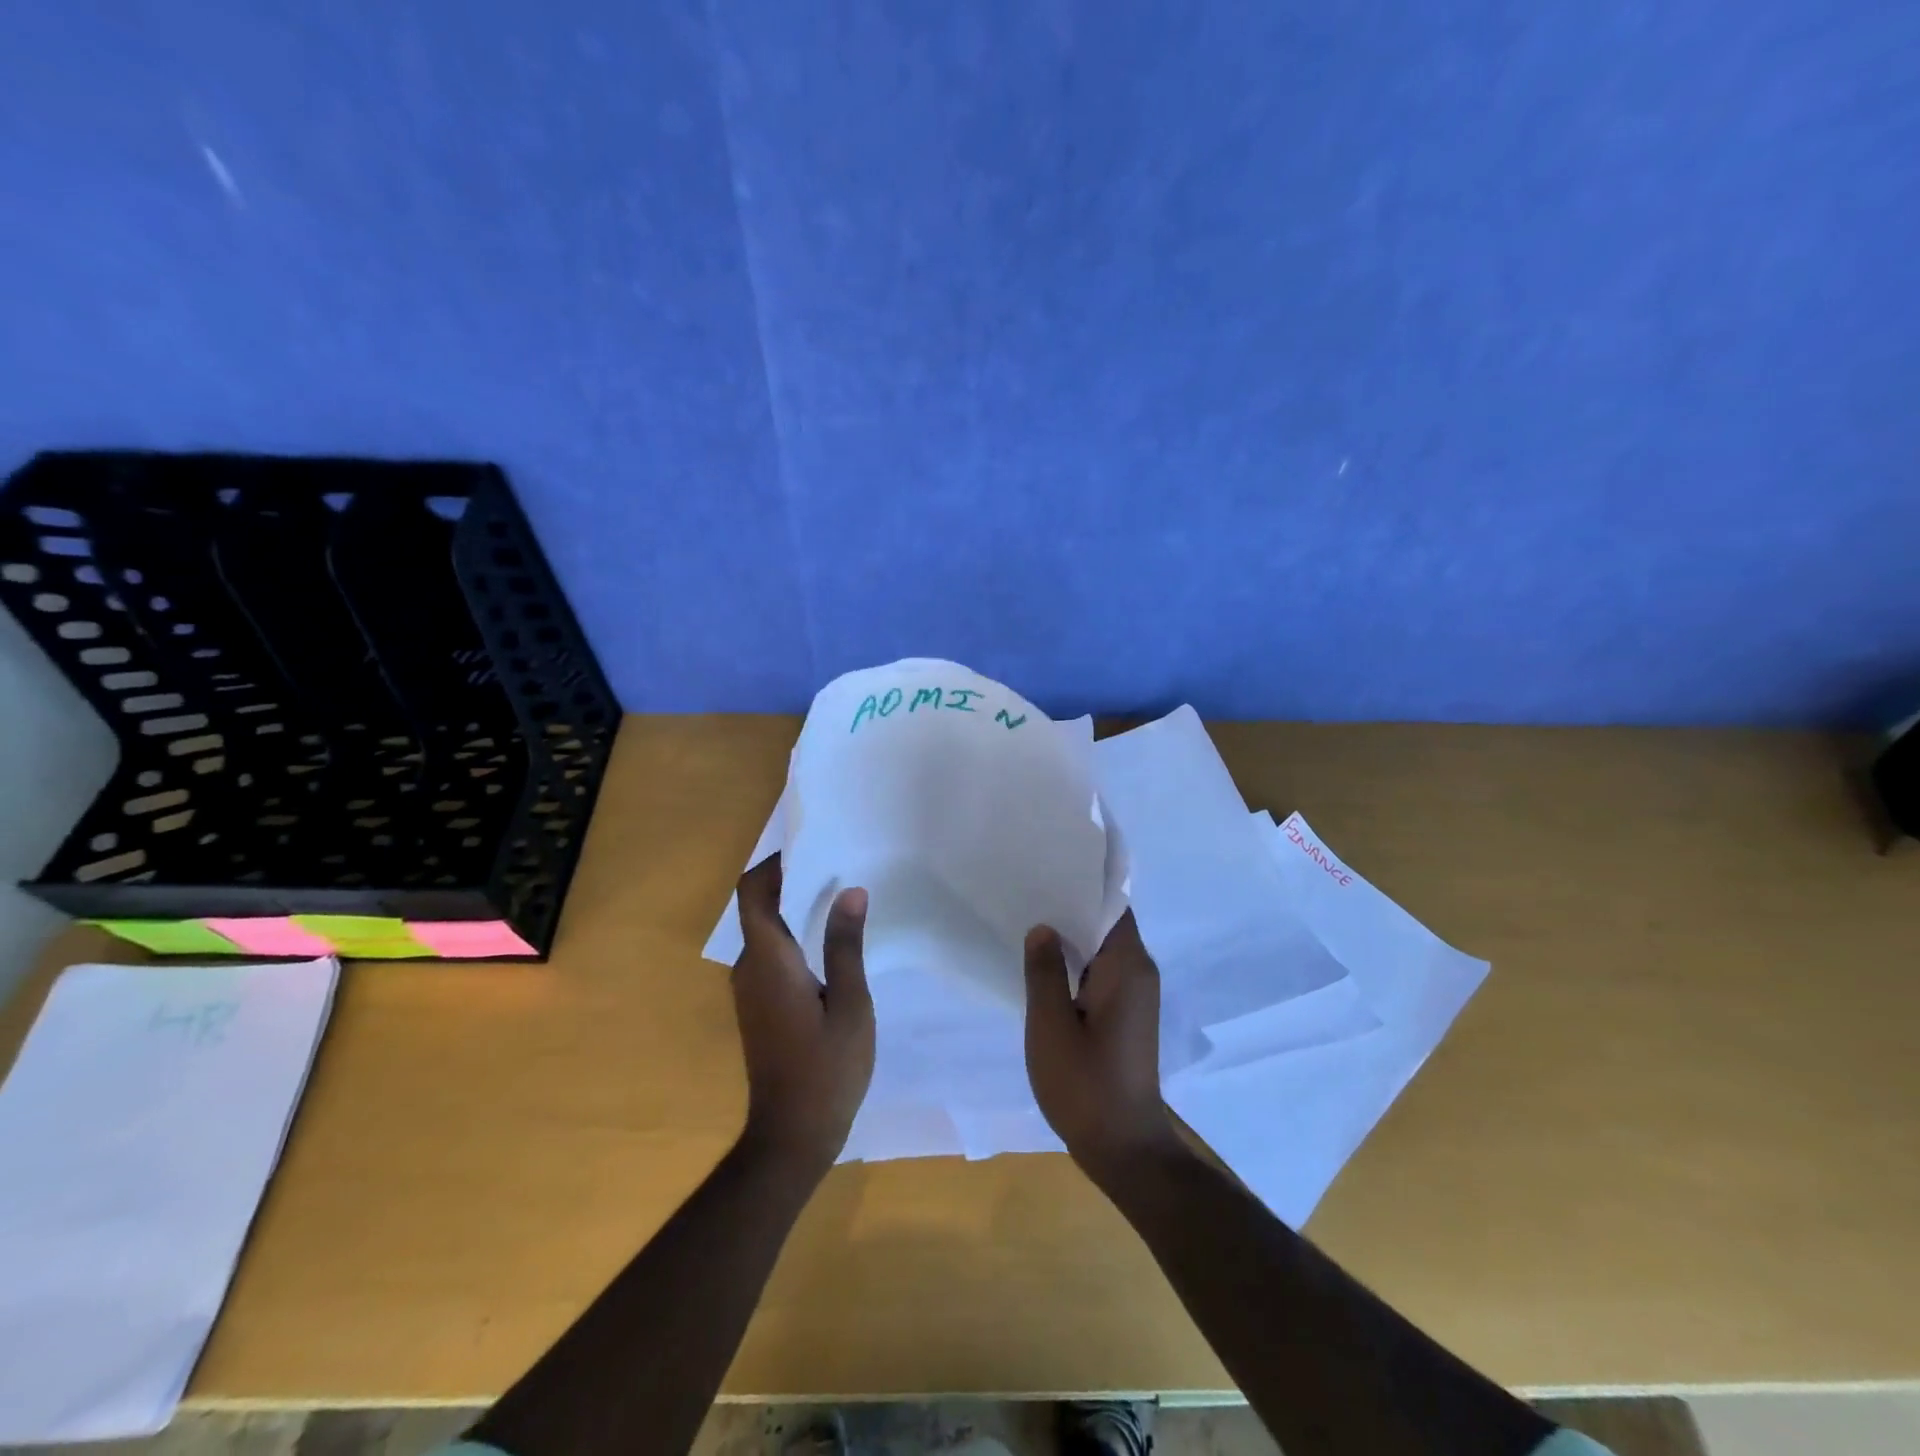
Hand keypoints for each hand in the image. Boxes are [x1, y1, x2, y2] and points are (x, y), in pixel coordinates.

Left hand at [732, 854, 875, 1175]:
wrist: (791, 1137)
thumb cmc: (826, 1069)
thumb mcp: (851, 1004)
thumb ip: (846, 945)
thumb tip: (850, 890)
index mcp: (769, 960)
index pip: (752, 893)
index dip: (772, 865)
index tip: (810, 847)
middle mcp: (750, 968)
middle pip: (758, 907)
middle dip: (790, 881)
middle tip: (837, 866)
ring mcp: (750, 990)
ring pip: (765, 932)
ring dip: (793, 909)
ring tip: (839, 897)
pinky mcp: (758, 1007)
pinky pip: (770, 955)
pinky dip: (793, 936)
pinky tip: (829, 944)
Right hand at [1023, 911, 1181, 1182]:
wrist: (1124, 1148)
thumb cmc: (1085, 1085)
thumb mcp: (1051, 1025)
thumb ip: (1044, 971)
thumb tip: (1043, 928)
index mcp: (1128, 966)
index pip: (1112, 905)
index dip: (1083, 884)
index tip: (1048, 869)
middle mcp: (1139, 972)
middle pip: (1106, 922)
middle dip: (1070, 907)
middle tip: (1027, 891)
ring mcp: (1135, 994)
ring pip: (1102, 948)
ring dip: (1071, 936)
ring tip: (1028, 919)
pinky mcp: (1126, 1014)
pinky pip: (1101, 971)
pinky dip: (1077, 962)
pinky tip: (1043, 963)